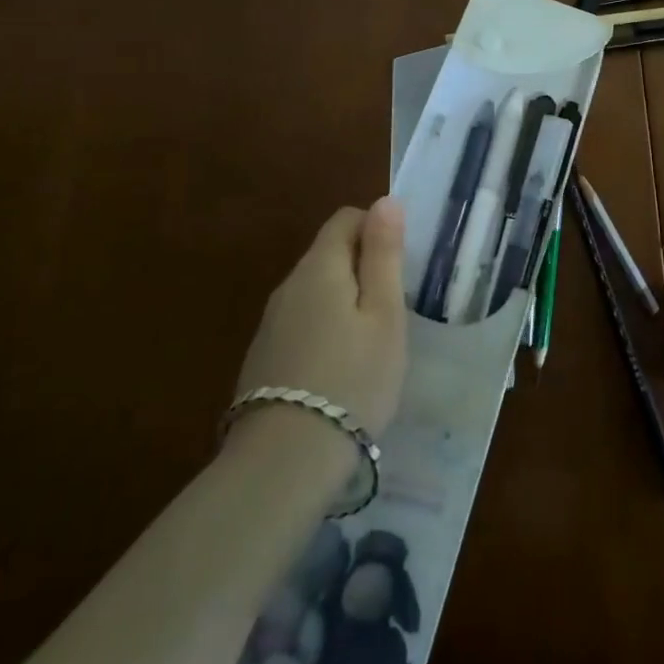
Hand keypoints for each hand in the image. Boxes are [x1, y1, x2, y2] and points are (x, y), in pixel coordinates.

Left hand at [234, 198, 408, 439]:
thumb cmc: (352, 378)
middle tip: (393, 310)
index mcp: (319, 266)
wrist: (284, 463)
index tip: (400, 267)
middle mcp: (288, 286)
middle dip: (362, 268)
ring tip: (371, 344)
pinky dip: (324, 331)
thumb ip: (383, 254)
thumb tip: (386, 200)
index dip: (377, 229)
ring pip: (315, 292)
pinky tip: (339, 371)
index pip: (346, 218)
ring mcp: (271, 324)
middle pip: (329, 254)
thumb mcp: (384, 314)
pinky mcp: (263, 358)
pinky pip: (301, 324)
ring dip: (344, 302)